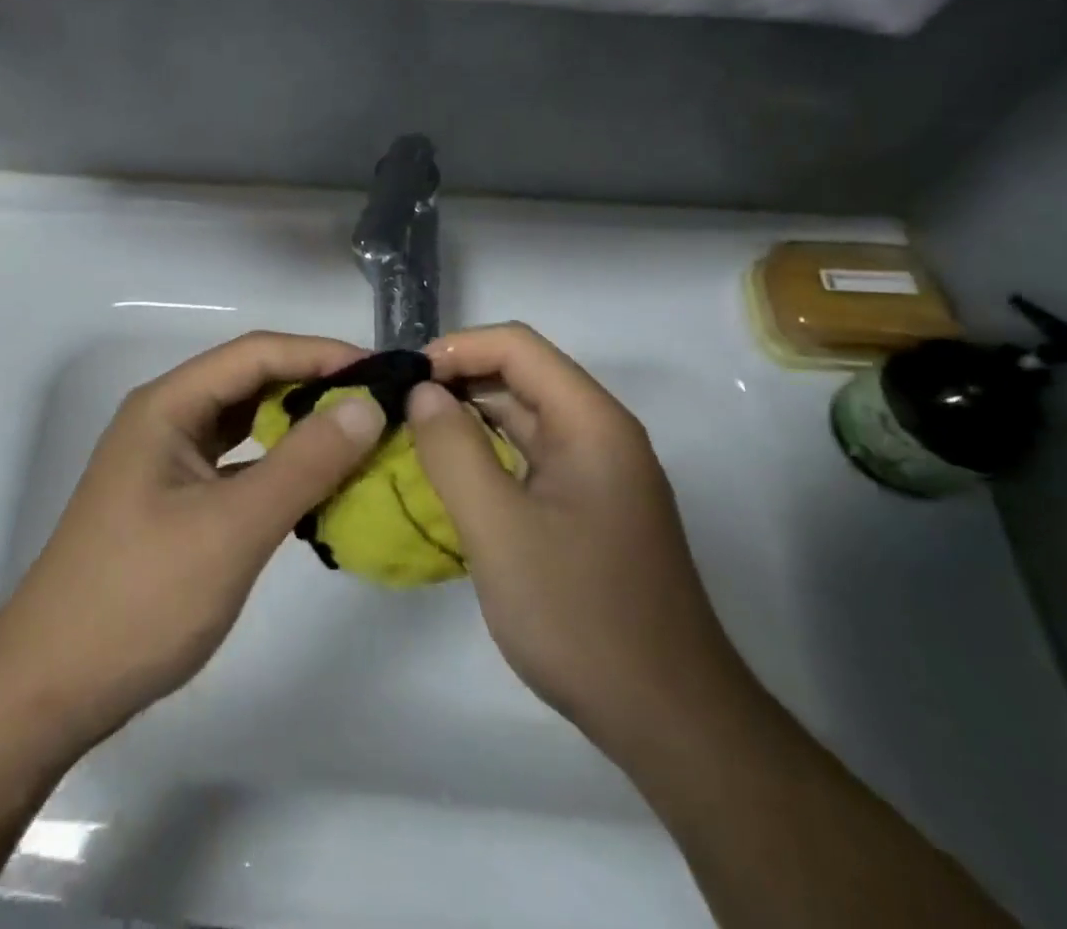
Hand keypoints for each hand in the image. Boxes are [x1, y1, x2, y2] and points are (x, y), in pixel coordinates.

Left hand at [0, 332, 383, 750]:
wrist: (52, 687)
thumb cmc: (139, 599)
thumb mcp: (232, 528)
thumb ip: (303, 464)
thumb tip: (367, 405)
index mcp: (168, 405)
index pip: (256, 353)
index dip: (321, 354)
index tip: (383, 372)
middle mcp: (165, 419)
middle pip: (250, 381)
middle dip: (314, 386)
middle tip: (380, 404)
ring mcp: (167, 460)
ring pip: (245, 423)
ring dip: (298, 425)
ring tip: (358, 435)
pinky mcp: (175, 499)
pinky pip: (238, 463)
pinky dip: (278, 465)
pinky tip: (316, 484)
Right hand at [408, 324, 743, 756]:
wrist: (669, 719)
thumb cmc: (581, 615)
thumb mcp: (499, 529)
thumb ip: (453, 451)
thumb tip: (422, 392)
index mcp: (590, 422)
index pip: (517, 346)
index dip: (457, 349)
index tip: (404, 379)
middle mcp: (599, 432)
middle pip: (522, 375)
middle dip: (457, 379)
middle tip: (397, 406)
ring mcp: (598, 471)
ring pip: (524, 416)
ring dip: (469, 415)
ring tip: (411, 432)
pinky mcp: (589, 505)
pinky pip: (530, 456)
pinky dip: (487, 452)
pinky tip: (450, 473)